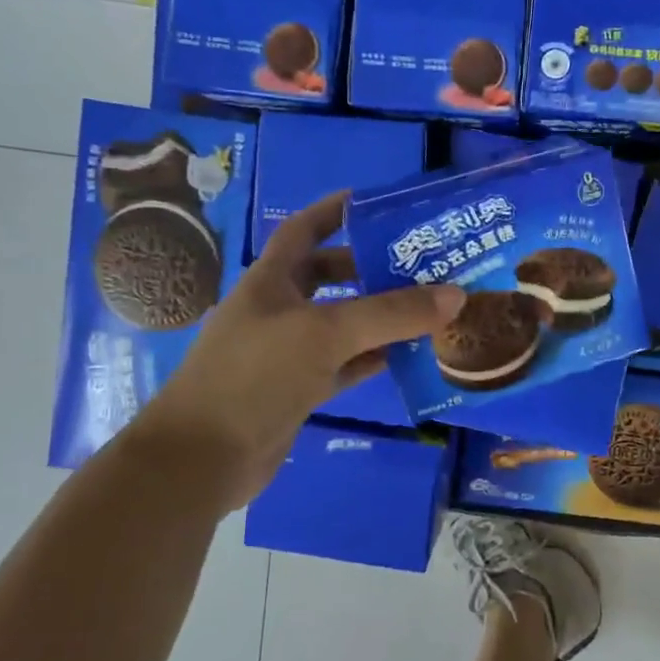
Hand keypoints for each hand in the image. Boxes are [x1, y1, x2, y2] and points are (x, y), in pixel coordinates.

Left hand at [127, 190, 464, 514]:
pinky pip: (343, 365)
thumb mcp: (327, 333)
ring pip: (342, 324)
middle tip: (422, 264)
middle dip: (371, 268)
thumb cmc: (256, 375)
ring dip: (379, 317)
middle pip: (330, 276)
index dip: (337, 211)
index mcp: (271, 280)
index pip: (305, 230)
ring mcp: (287, 352)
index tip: (380, 203)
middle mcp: (278, 309)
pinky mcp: (298, 390)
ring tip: (427, 308)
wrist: (204, 458)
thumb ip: (392, 313)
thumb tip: (456, 294)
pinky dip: (372, 359)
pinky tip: (406, 357)